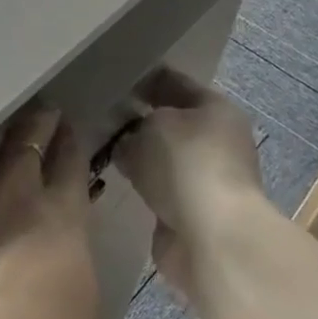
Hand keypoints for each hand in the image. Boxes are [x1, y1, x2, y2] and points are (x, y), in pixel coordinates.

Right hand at [115, 69, 266, 296]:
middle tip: (100, 119)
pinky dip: (143, 189)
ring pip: (165, 160)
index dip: (144, 81)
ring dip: (141, 159)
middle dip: (139, 123)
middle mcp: (217, 142)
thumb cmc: (186, 165)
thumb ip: (134, 128)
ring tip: (104, 151)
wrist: (211, 237)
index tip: (111, 81)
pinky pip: (160, 191)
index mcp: (216, 109)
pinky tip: (118, 183)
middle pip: (171, 124)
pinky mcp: (193, 215)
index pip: (175, 83)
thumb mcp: (151, 128)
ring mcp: (206, 180)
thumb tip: (127, 143)